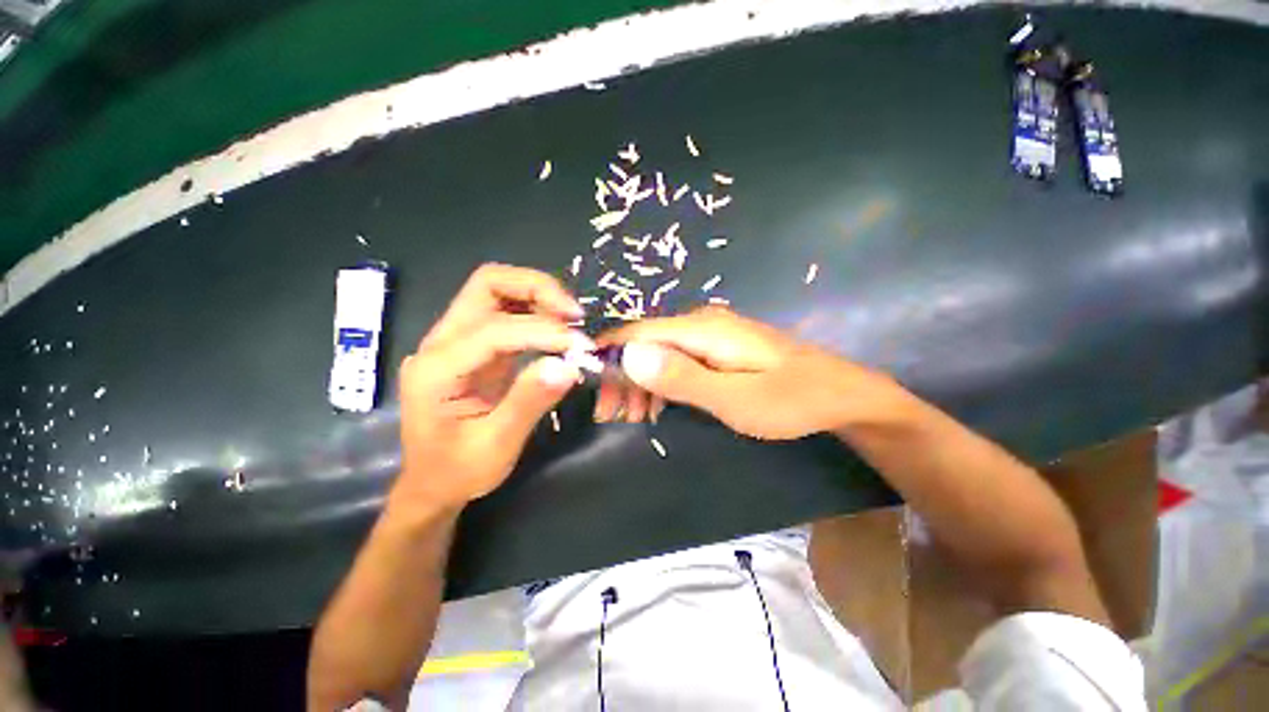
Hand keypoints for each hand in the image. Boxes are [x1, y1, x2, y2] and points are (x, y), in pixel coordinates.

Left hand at [393, 264, 591, 509]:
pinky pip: (505, 310)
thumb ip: (529, 402)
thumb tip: (568, 365)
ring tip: (571, 318)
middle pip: (487, 285)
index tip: (581, 345)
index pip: (494, 330)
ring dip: (538, 295)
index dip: (542, 331)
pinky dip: (535, 310)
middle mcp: (440, 343)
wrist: (432, 483)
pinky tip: (557, 327)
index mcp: (437, 369)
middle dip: (536, 288)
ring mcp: (455, 339)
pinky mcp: (473, 345)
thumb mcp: (497, 446)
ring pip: (496, 290)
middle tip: (574, 313)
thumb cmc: (459, 471)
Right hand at [596, 306, 884, 439]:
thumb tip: (628, 355)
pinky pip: (676, 359)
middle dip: (621, 376)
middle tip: (612, 416)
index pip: (637, 332)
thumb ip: (681, 377)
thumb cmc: (791, 400)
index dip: (608, 357)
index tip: (590, 390)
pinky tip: (656, 406)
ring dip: (639, 382)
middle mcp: (700, 322)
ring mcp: (710, 334)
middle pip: (644, 342)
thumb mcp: (734, 399)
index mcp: (700, 329)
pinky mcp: (718, 347)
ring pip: (658, 352)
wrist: (841, 394)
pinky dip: (660, 382)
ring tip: (631, 418)